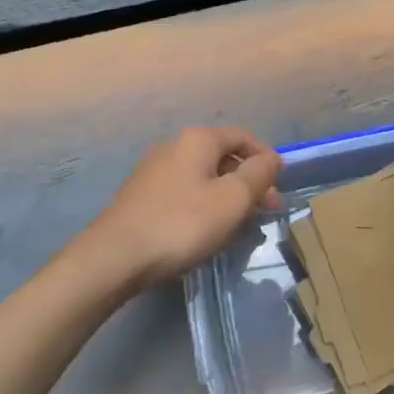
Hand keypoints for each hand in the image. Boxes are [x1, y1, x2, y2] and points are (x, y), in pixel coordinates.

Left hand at [82, 126, 281, 290]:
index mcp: (198, 139)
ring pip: (202, 174)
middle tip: (265, 209)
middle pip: (222, 155)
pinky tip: (206, 228)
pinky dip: (203, 202)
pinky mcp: (140, 194)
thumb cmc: (181, 224)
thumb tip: (272, 158)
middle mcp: (173, 144)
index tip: (280, 185)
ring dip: (226, 193)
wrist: (113, 256)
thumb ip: (258, 175)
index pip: (243, 136)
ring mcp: (153, 169)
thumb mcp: (232, 200)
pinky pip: (183, 190)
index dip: (266, 158)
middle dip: (248, 179)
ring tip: (239, 223)